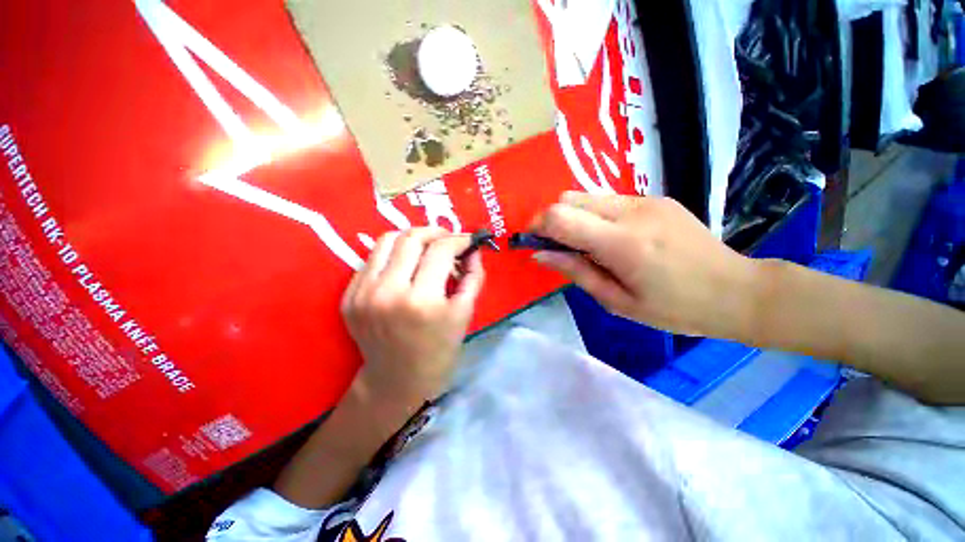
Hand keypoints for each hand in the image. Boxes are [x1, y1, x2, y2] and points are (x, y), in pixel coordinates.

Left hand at [341, 227, 484, 429]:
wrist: (396, 380)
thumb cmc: (439, 350)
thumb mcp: (465, 313)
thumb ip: (473, 276)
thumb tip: (473, 249)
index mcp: (421, 301)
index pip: (441, 250)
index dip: (459, 240)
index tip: (468, 242)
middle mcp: (387, 292)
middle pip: (412, 238)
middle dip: (436, 232)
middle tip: (448, 240)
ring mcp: (362, 293)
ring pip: (387, 240)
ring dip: (412, 238)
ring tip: (427, 248)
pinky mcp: (349, 296)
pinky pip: (372, 259)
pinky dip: (393, 254)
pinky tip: (405, 266)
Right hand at [530, 192, 759, 338]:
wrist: (737, 291)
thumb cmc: (675, 308)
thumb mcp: (617, 302)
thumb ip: (575, 272)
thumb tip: (539, 254)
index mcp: (622, 243)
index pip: (561, 217)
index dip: (538, 225)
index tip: (532, 242)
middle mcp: (631, 211)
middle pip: (569, 198)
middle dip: (552, 219)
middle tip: (556, 246)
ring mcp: (646, 200)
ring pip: (587, 196)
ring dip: (573, 217)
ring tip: (583, 244)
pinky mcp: (655, 198)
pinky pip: (608, 200)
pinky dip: (594, 215)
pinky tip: (609, 238)